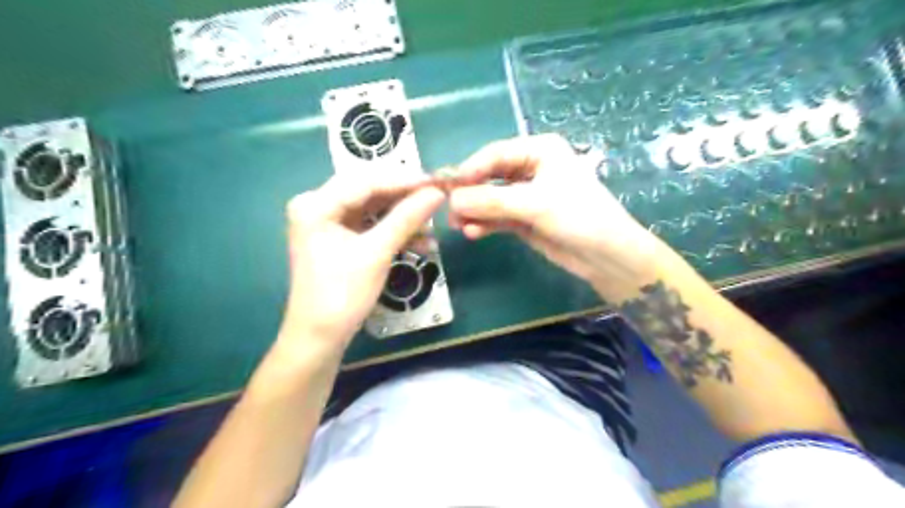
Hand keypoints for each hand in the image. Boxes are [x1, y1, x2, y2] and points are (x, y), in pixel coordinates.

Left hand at [278, 172, 443, 355]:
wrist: (320, 338)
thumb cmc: (342, 294)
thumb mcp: (377, 253)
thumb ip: (407, 218)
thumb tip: (436, 193)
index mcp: (316, 204)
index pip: (367, 181)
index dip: (404, 181)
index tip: (437, 182)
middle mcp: (318, 206)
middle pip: (370, 193)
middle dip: (405, 200)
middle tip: (437, 200)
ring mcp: (328, 223)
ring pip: (374, 210)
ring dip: (403, 219)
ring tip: (432, 230)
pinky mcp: (339, 238)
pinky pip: (371, 226)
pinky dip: (394, 233)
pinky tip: (420, 244)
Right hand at [448, 135, 662, 302]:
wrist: (606, 256)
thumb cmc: (578, 216)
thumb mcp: (534, 204)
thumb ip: (491, 201)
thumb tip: (452, 200)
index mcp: (539, 150)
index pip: (494, 154)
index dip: (469, 170)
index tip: (446, 187)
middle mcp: (531, 168)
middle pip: (489, 176)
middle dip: (470, 194)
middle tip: (448, 210)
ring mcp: (526, 195)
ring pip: (491, 199)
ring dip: (474, 211)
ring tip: (458, 225)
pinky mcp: (524, 218)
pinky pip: (497, 217)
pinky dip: (484, 224)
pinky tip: (473, 233)